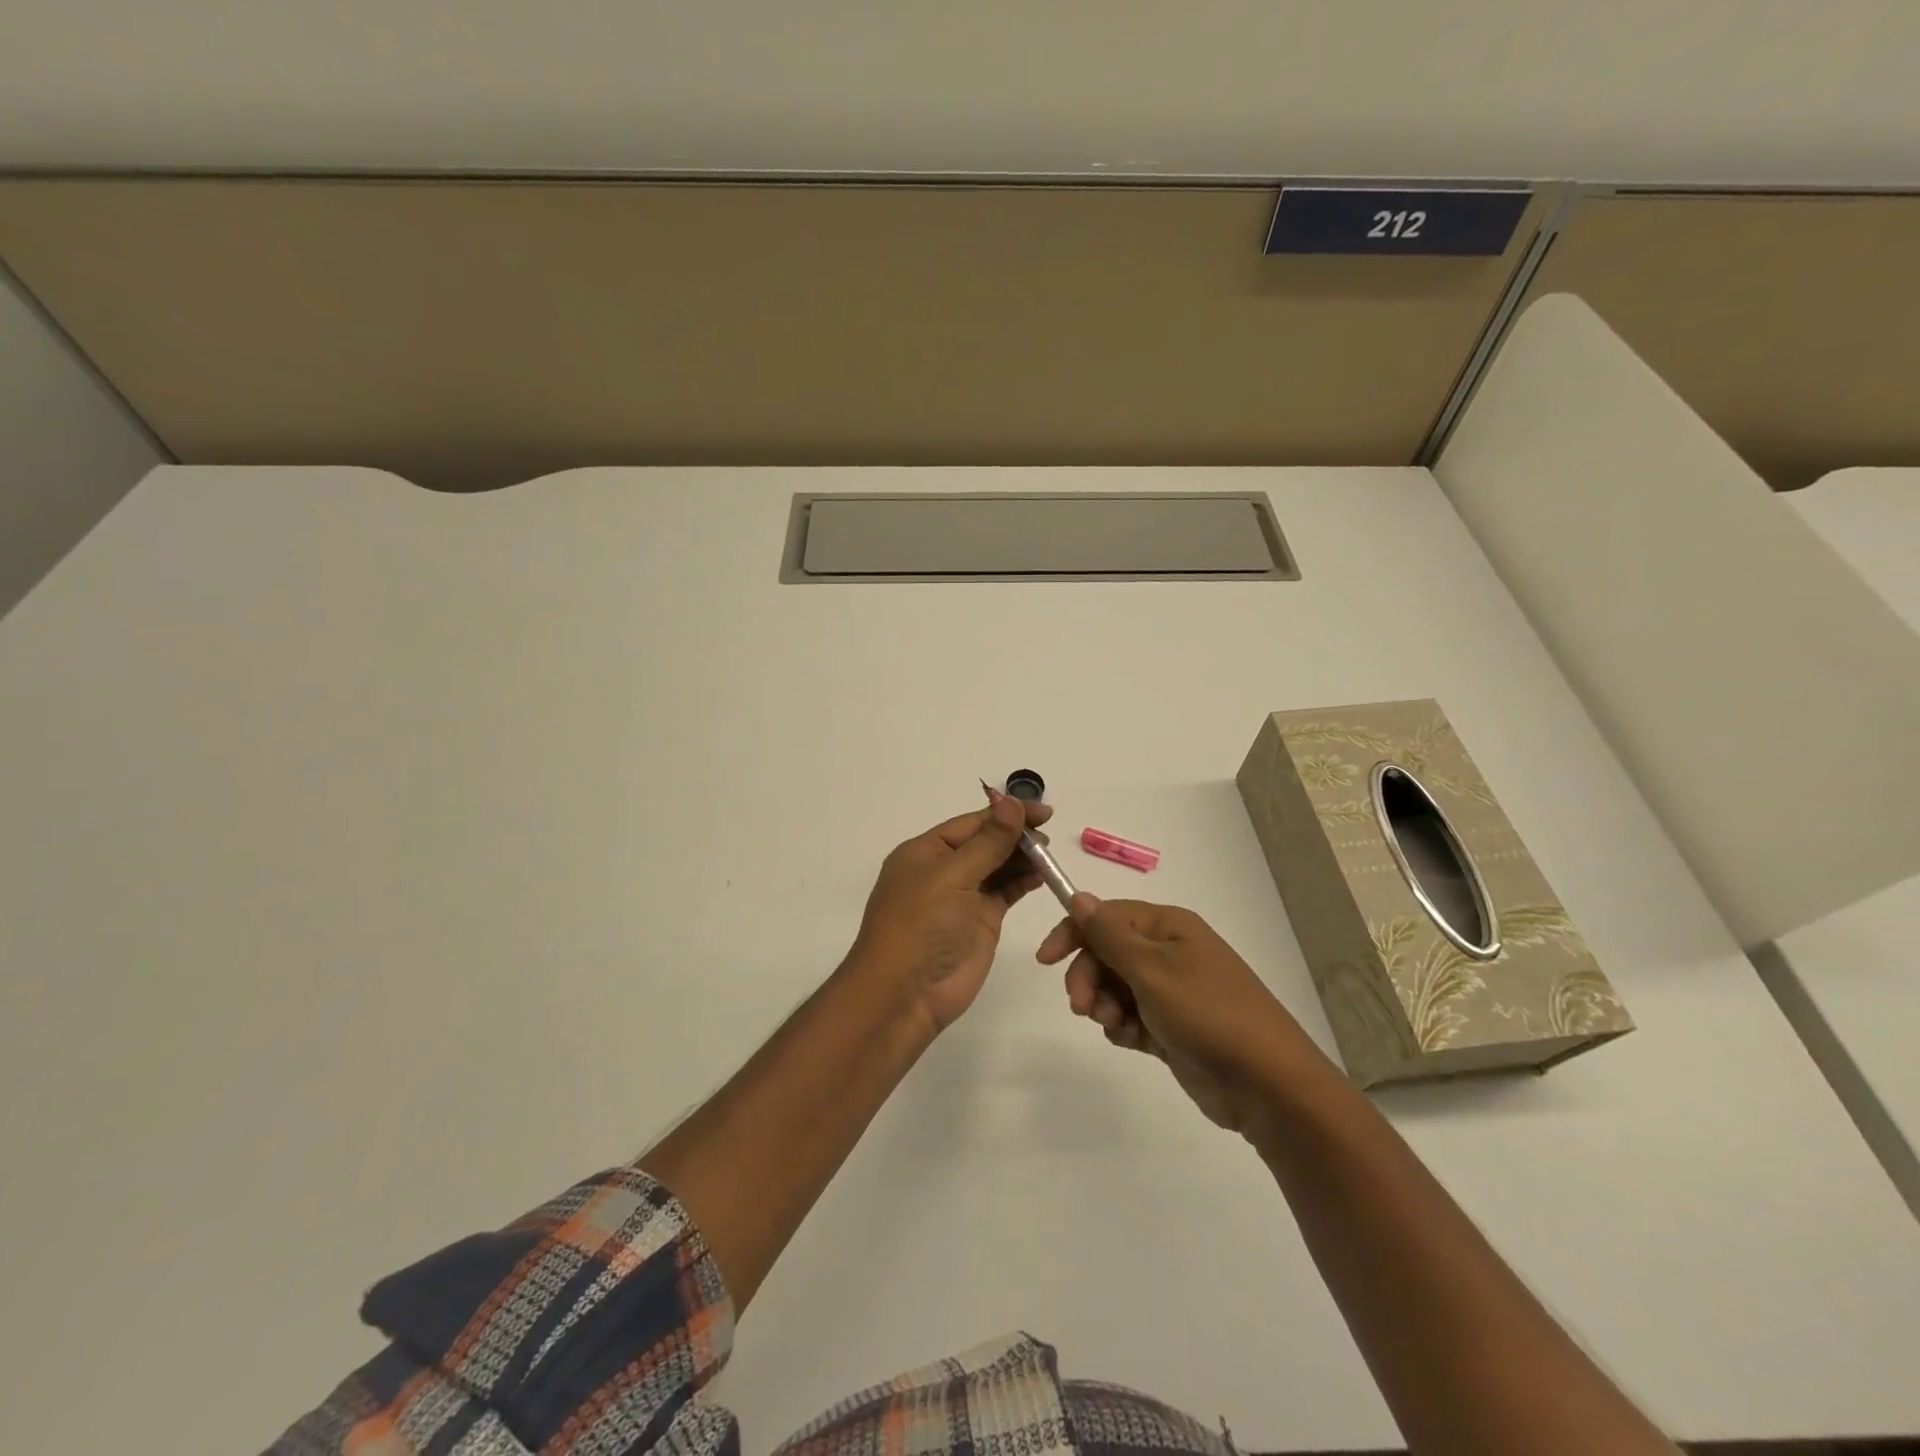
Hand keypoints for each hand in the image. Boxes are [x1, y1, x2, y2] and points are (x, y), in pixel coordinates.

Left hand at [848, 791, 1053, 1033]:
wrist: (905, 995)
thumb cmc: (920, 927)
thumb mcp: (952, 877)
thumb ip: (988, 842)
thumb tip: (1012, 802)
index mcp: (925, 852)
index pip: (971, 823)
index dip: (1006, 814)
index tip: (1043, 811)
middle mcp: (943, 870)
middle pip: (986, 842)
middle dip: (1016, 835)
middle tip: (1050, 833)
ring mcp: (963, 897)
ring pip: (998, 866)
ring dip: (1022, 857)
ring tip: (1049, 853)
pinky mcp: (980, 922)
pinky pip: (1005, 892)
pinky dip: (1023, 881)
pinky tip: (1043, 873)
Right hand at [1037, 894, 1321, 1135]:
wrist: (1266, 1083)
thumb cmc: (1206, 1013)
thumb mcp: (1151, 969)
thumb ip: (1108, 934)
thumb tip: (1078, 896)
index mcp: (1168, 927)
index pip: (1106, 916)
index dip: (1073, 932)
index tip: (1045, 960)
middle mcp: (1169, 952)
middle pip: (1107, 952)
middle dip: (1088, 976)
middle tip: (1082, 1007)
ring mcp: (1173, 991)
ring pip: (1116, 986)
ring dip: (1104, 1004)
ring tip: (1116, 1026)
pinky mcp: (1173, 1027)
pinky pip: (1131, 1016)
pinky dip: (1123, 1026)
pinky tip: (1130, 1041)